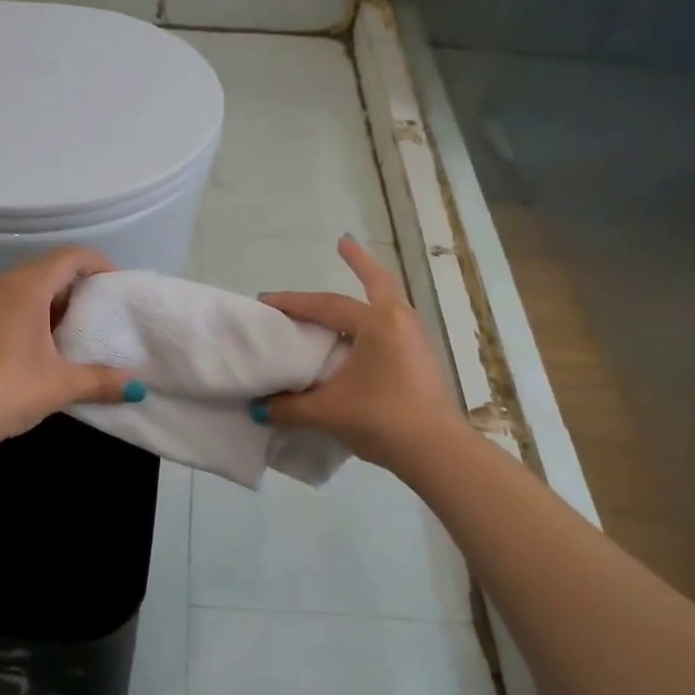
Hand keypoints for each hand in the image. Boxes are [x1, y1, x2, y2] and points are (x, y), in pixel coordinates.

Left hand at [0, 246, 133, 456]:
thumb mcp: (61, 386)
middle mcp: (0, 285)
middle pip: (46, 268)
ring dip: (50, 299)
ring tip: (71, 328)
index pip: (69, 257)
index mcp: (26, 289)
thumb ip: (101, 381)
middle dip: (76, 283)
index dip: (97, 263)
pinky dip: (27, 311)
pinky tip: (36, 343)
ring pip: (23, 285)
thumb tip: (136, 388)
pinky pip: (4, 301)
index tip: (116, 283)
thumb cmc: (9, 390)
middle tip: (98, 309)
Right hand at [260, 237, 462, 472]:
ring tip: (351, 292)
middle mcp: (399, 322)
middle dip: (359, 262)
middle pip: (377, 284)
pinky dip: (373, 323)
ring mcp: (415, 341)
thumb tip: (259, 409)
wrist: (435, 450)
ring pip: (387, 307)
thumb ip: (289, 408)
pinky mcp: (420, 361)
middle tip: (342, 244)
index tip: (267, 300)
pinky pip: (391, 329)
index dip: (293, 302)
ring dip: (369, 294)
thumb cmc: (381, 418)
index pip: (326, 305)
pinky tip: (360, 340)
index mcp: (377, 324)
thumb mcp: (327, 412)